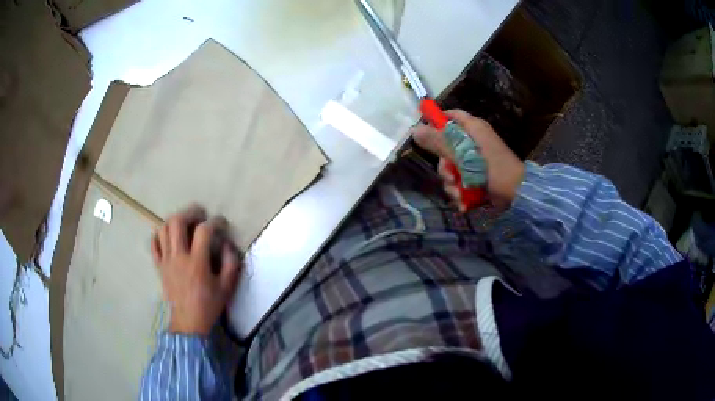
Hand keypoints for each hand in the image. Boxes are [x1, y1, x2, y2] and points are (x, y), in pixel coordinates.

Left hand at [150, 205, 240, 335]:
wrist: (189, 323)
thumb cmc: (209, 305)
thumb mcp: (227, 287)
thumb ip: (231, 263)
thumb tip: (227, 244)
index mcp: (197, 263)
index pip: (204, 231)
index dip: (215, 222)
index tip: (221, 223)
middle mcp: (178, 257)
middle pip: (177, 222)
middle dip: (190, 212)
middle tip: (199, 214)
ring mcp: (166, 261)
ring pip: (163, 229)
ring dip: (175, 220)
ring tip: (185, 223)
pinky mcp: (159, 266)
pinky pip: (154, 243)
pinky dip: (159, 234)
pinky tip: (169, 236)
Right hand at [411, 109, 524, 210]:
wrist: (517, 195)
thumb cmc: (493, 170)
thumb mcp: (464, 155)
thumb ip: (439, 143)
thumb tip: (414, 130)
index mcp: (473, 128)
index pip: (451, 115)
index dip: (436, 121)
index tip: (425, 135)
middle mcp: (474, 141)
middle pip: (447, 146)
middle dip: (444, 165)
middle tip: (449, 177)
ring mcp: (476, 159)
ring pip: (452, 166)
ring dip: (451, 183)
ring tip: (459, 194)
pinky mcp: (478, 175)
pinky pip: (461, 178)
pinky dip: (460, 190)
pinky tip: (463, 200)